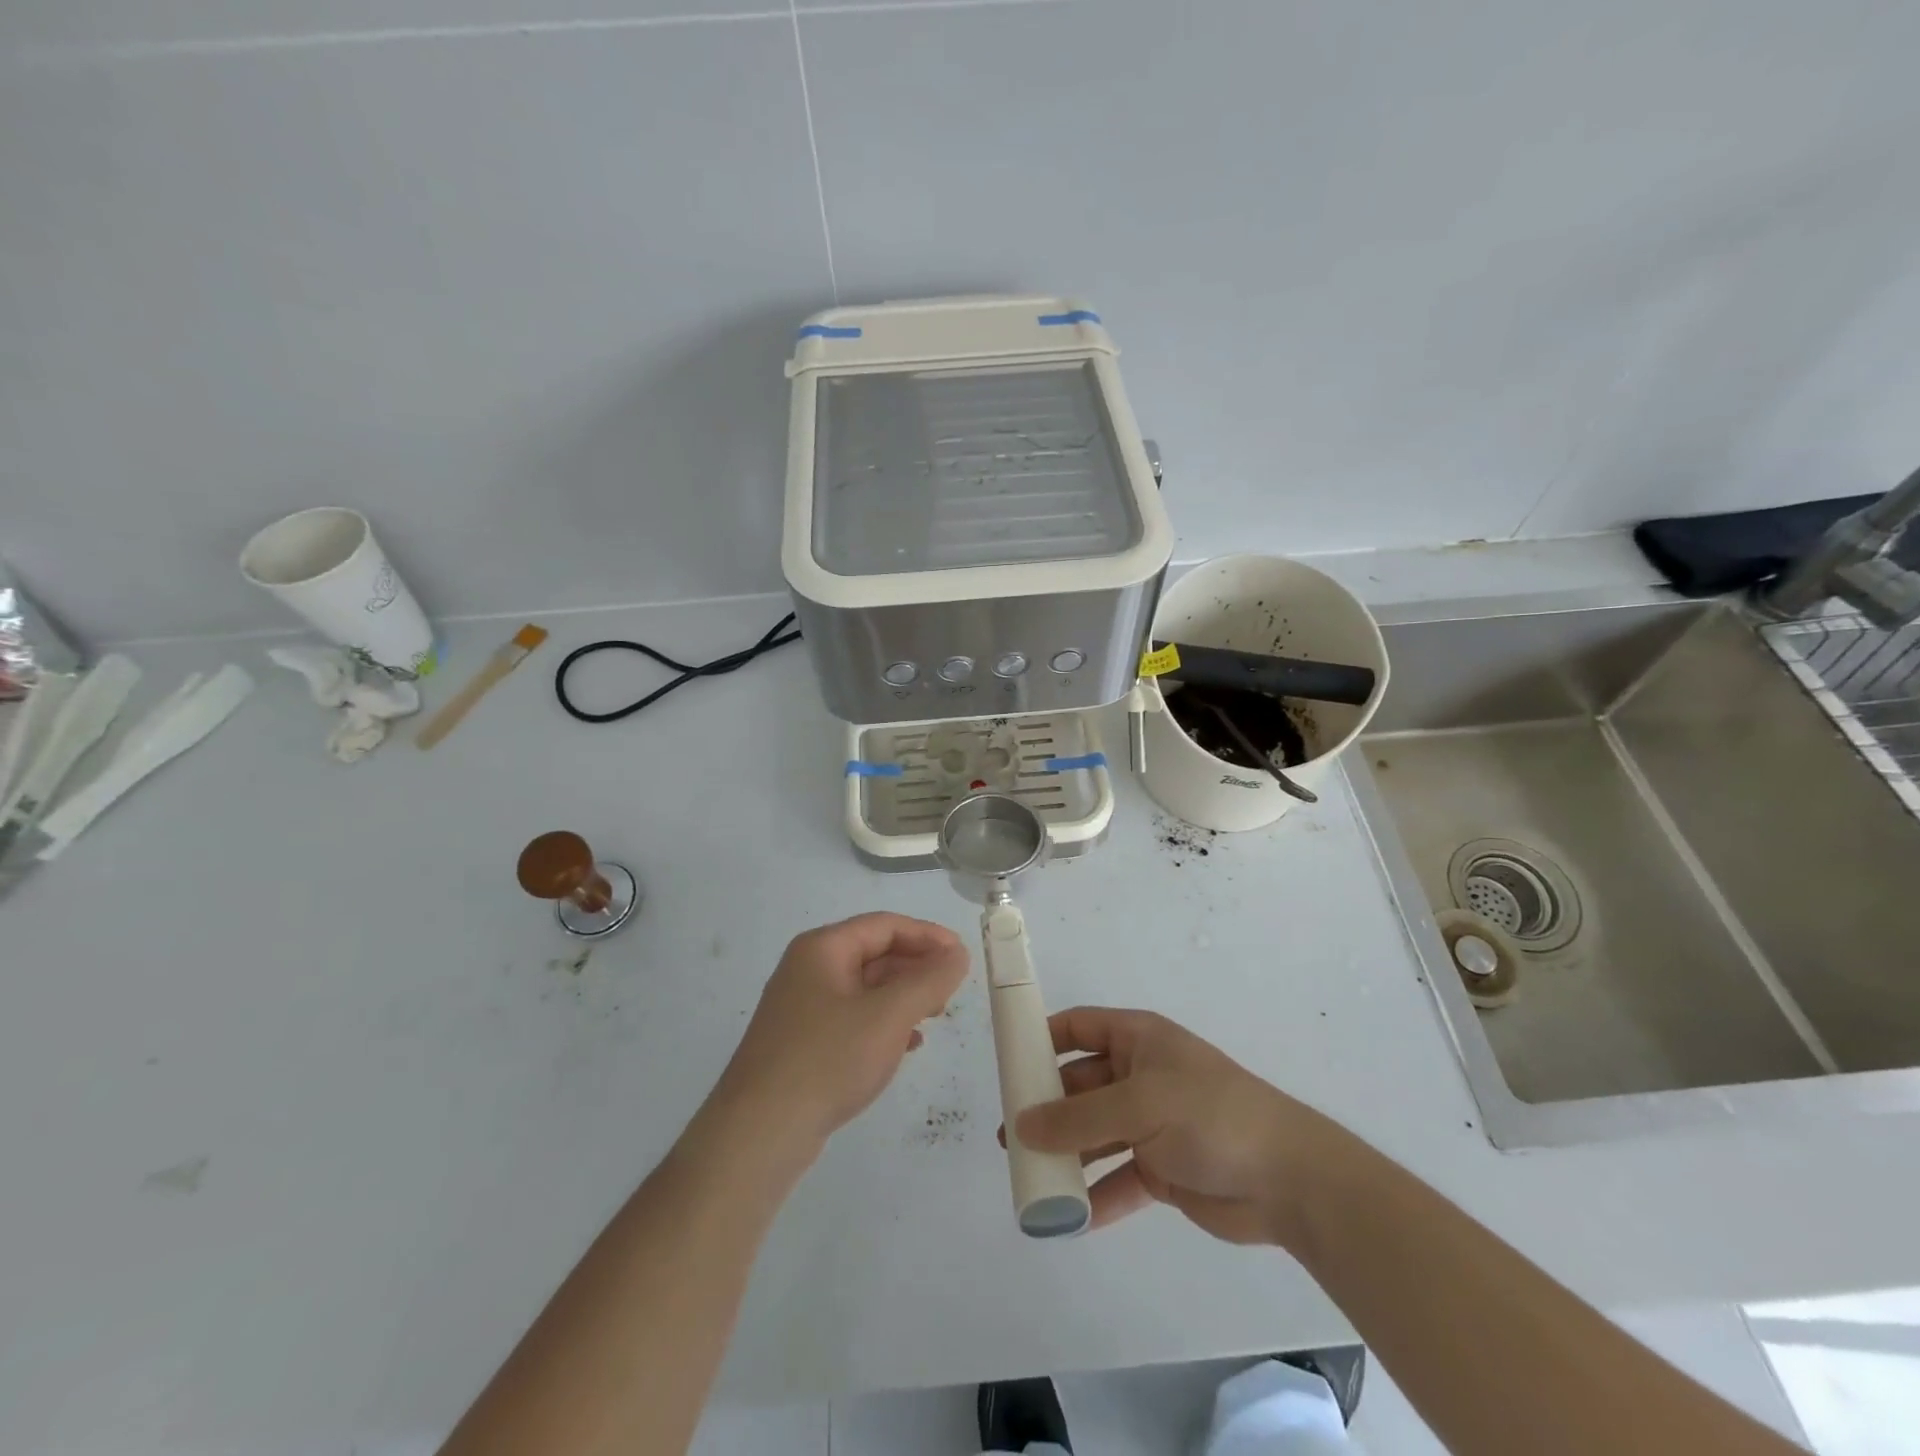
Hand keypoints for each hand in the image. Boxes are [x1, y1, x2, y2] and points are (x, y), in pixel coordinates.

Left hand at [714, 913, 969, 1149]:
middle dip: (916, 967)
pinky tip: (907, 1045)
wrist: (758, 1135)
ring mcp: (802, 1008)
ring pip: (865, 989)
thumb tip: (957, 953)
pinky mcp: (802, 1044)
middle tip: (952, 988)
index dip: (927, 935)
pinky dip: (883, 1024)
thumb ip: (929, 980)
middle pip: (874, 953)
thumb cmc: (827, 1060)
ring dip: (903, 997)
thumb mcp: (888, 1016)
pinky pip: (852, 1019)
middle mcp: (808, 969)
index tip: (962, 956)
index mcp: (822, 948)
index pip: (884, 925)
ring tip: (936, 1015)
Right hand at [1012, 1007, 1334, 1244]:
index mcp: (1138, 1040)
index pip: (1080, 1027)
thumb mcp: (1139, 1104)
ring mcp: (1152, 1123)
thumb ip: (1078, 1118)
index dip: (1043, 1038)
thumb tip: (1023, 1124)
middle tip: (1011, 1134)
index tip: (1009, 1061)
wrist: (1287, 1178)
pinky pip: (1119, 1178)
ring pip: (1095, 1134)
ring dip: (1066, 1154)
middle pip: (1081, 1084)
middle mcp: (1140, 1076)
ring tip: (1029, 1176)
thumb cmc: (1209, 1114)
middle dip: (1047, 1107)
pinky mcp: (1163, 1168)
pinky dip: (1096, 1195)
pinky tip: (1070, 1218)